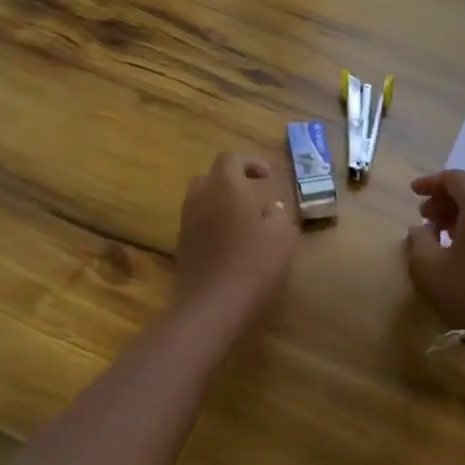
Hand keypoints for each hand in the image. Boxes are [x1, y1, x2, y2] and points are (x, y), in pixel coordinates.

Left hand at [175, 152, 298, 313]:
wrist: (211, 305)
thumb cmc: (253, 262)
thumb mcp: (283, 236)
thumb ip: (279, 215)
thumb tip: (271, 208)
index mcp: (226, 184)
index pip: (233, 159)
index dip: (251, 163)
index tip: (267, 176)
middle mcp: (201, 195)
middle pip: (212, 177)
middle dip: (232, 181)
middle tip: (254, 194)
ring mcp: (187, 221)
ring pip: (202, 199)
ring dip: (221, 202)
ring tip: (244, 220)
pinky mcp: (181, 244)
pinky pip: (197, 222)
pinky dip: (213, 223)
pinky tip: (231, 243)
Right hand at [405, 170, 464, 331]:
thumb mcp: (428, 267)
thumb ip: (418, 240)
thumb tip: (421, 228)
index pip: (456, 178)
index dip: (431, 182)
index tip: (414, 192)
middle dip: (448, 194)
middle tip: (427, 212)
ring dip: (463, 207)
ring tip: (440, 227)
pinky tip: (461, 240)